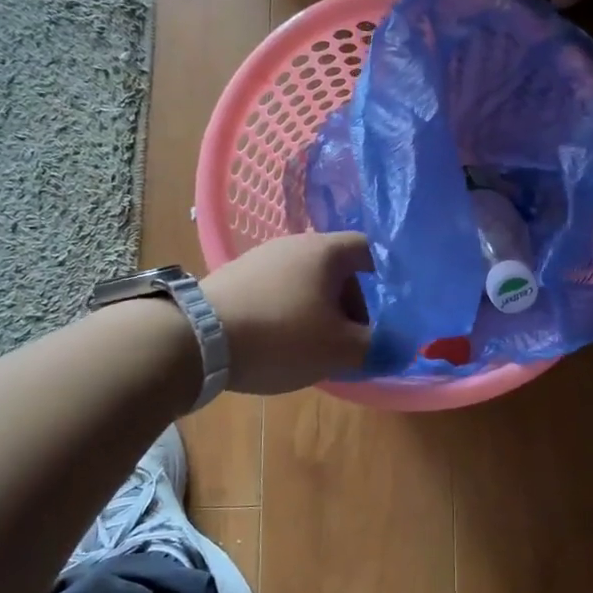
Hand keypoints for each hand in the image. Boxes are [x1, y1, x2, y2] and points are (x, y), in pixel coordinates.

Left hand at [202, 231, 372, 394]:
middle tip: (351, 339)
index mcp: (325, 250)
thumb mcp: (339, 349)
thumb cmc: (280, 335)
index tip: (389, 308)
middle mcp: (293, 244)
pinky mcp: (233, 277)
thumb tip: (399, 345)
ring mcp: (259, 258)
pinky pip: (277, 290)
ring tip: (315, 346)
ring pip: (305, 282)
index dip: (387, 276)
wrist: (194, 339)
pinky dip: (289, 312)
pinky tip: (279, 342)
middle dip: (351, 304)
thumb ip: (376, 346)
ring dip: (320, 310)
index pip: (369, 249)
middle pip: (337, 269)